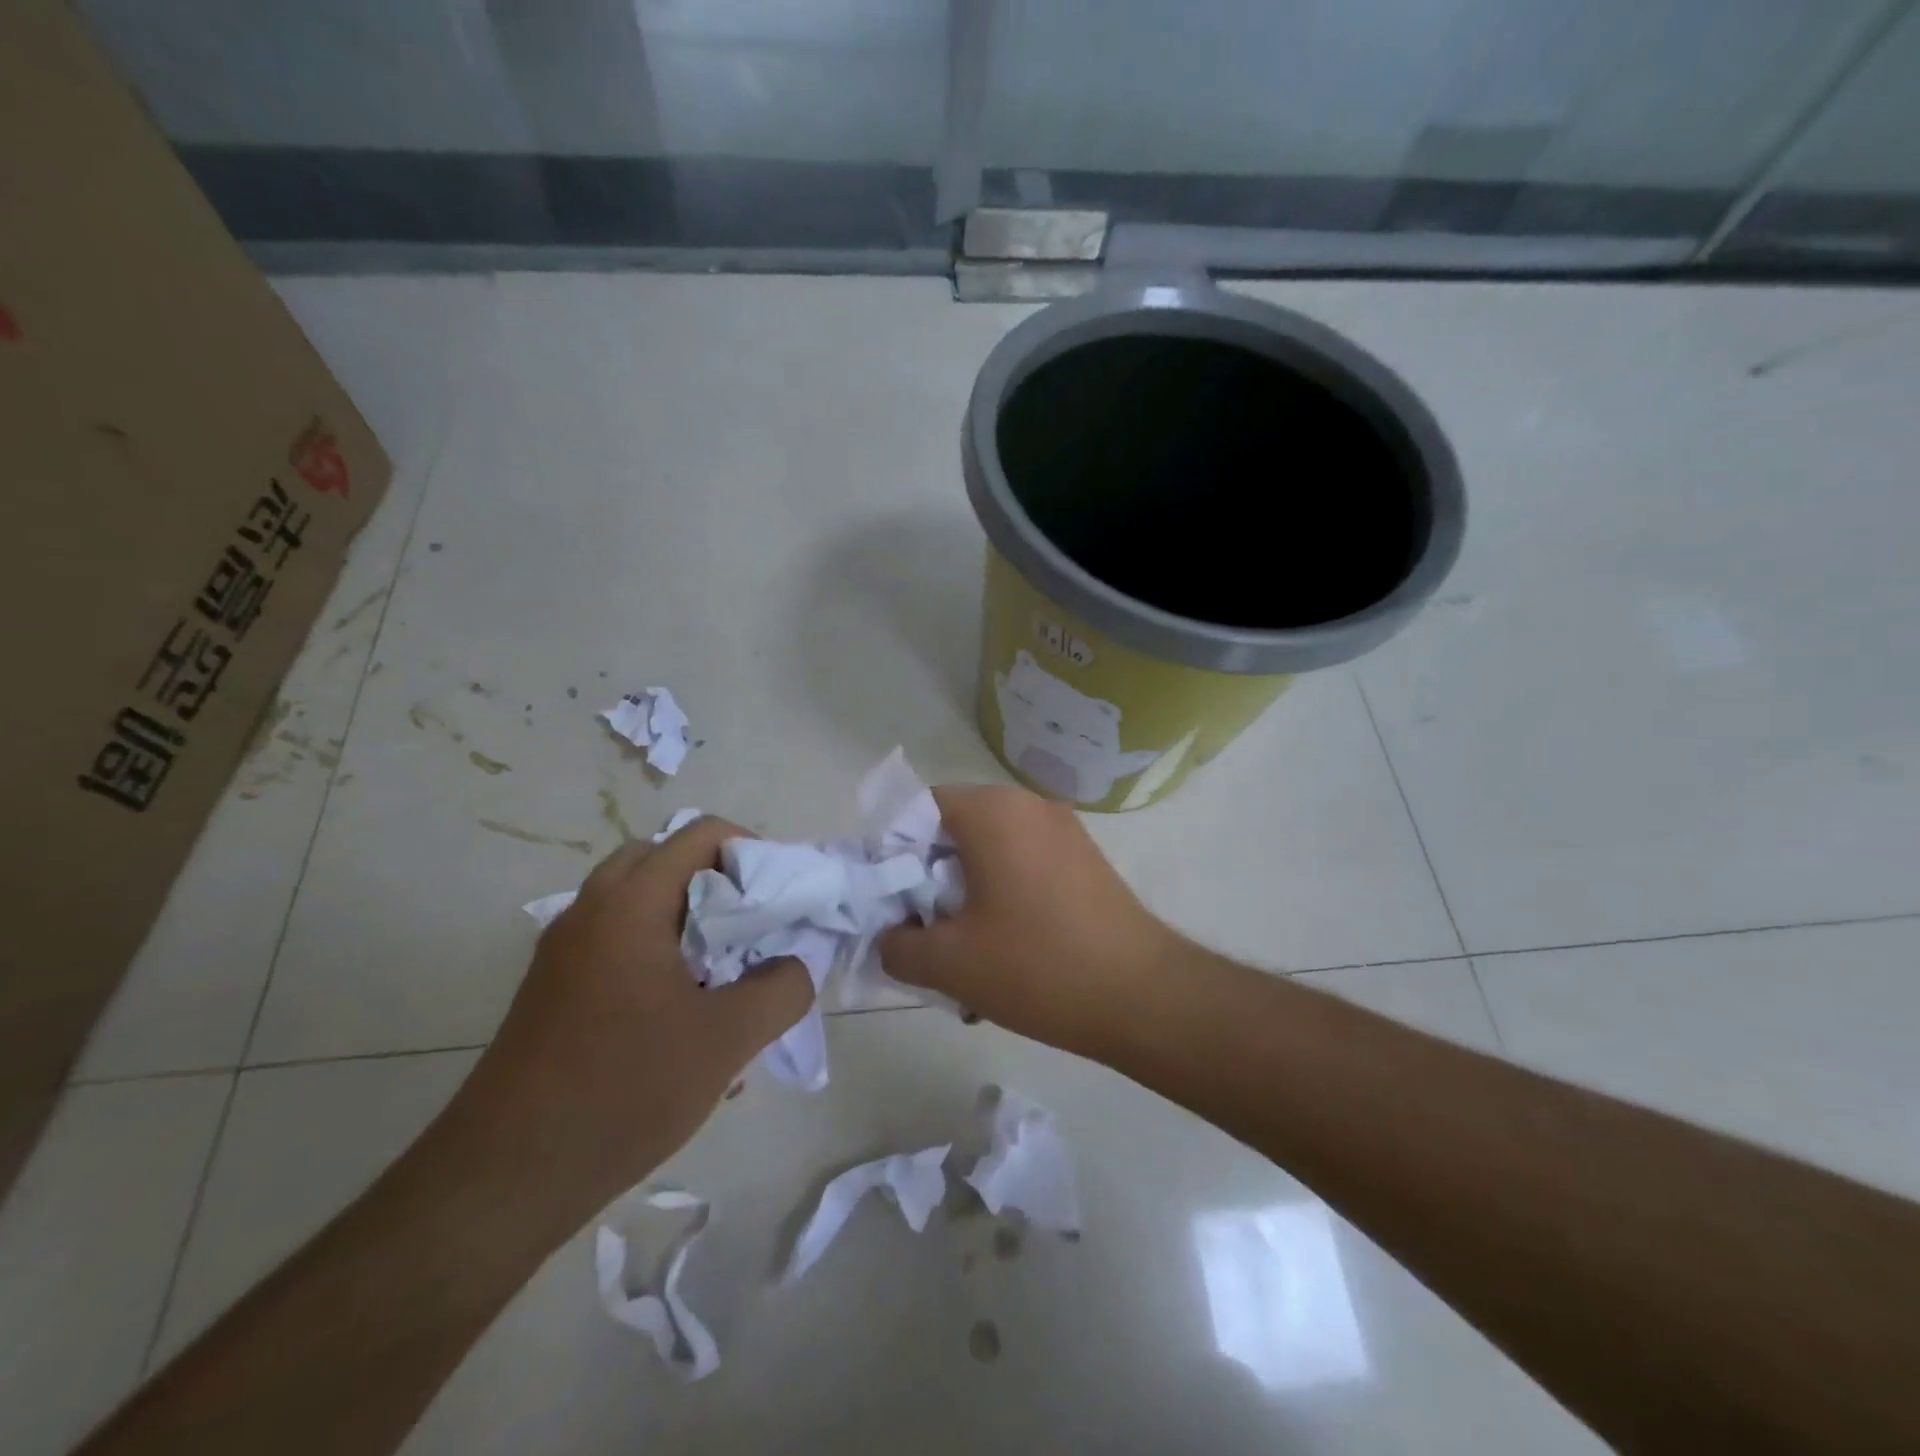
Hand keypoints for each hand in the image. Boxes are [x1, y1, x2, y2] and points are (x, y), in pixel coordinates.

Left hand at [454, 817, 812, 1217]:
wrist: (502, 1180)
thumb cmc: (623, 1091)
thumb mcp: (727, 1039)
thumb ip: (782, 988)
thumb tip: (794, 965)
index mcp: (629, 904)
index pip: (700, 834)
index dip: (750, 852)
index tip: (777, 900)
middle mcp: (590, 911)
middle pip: (664, 859)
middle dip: (717, 881)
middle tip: (750, 927)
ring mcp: (563, 951)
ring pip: (638, 901)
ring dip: (686, 917)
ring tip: (721, 970)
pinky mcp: (552, 989)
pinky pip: (616, 941)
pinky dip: (657, 950)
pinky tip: (680, 1013)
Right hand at [878, 785, 1180, 1054]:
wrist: (1143, 995)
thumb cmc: (1037, 966)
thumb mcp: (950, 964)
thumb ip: (897, 945)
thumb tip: (889, 936)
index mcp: (991, 811)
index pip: (918, 808)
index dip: (894, 852)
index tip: (891, 902)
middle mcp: (1028, 805)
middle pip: (955, 830)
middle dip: (930, 880)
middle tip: (924, 933)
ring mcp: (1063, 829)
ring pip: (990, 852)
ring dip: (967, 895)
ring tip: (965, 954)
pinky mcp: (1084, 859)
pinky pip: (1024, 864)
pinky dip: (1003, 896)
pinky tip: (1005, 951)